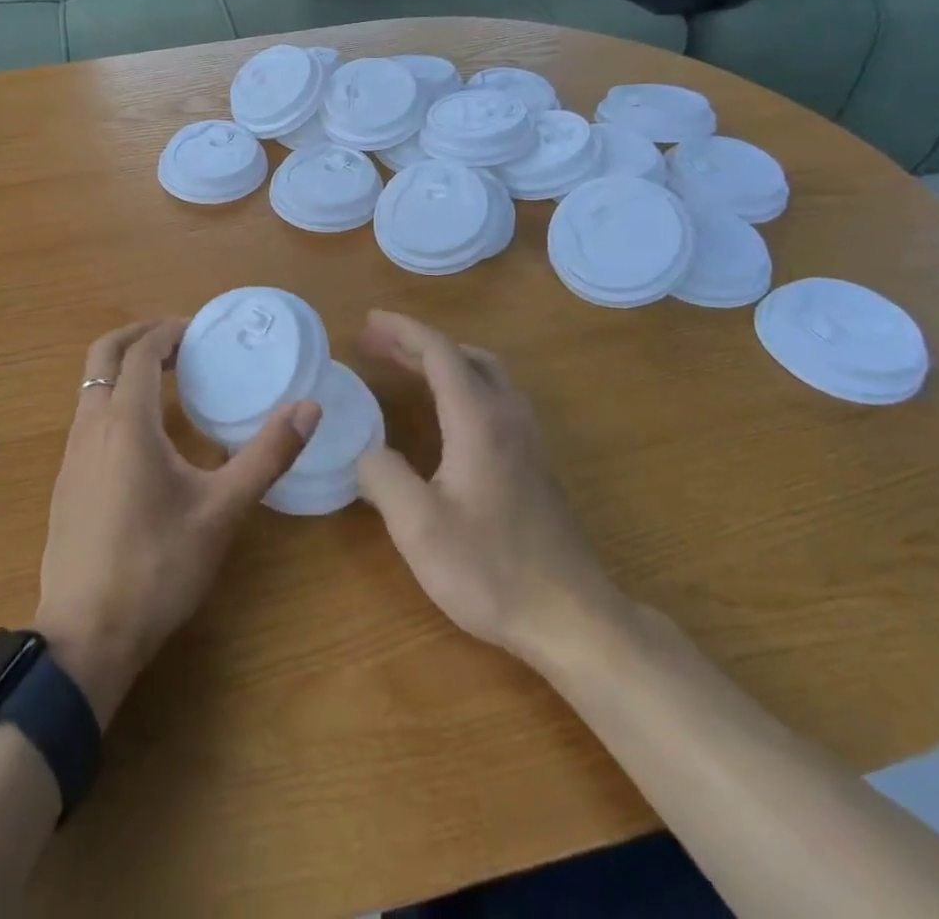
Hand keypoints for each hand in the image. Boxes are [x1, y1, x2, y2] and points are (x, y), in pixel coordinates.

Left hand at [35, 319, 320, 726]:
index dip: (169, 332)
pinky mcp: (66, 481)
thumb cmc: (157, 567)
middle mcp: (91, 426)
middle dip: (139, 336)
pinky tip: (145, 435)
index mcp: (126, 422)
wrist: (85, 636)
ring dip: (125, 368)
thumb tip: (309, 408)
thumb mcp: (222, 511)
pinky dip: (114, 398)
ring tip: (168, 380)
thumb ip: (266, 456)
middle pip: (104, 354)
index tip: (200, 330)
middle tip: (180, 342)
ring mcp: (72, 454)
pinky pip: (88, 415)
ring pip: (91, 385)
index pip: (141, 352)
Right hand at [355, 311, 622, 661]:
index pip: (439, 352)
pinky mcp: (535, 463)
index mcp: (479, 421)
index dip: (402, 331)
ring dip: (444, 361)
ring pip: (486, 375)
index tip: (367, 322)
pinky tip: (446, 413)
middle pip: (464, 356)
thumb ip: (382, 478)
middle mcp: (508, 417)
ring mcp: (528, 440)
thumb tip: (367, 452)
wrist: (572, 617)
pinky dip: (462, 384)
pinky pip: (496, 398)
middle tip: (375, 343)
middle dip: (417, 342)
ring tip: (406, 367)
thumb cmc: (491, 569)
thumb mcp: (419, 527)